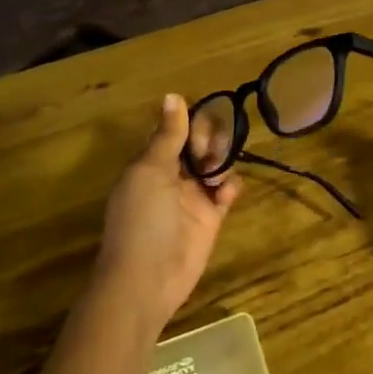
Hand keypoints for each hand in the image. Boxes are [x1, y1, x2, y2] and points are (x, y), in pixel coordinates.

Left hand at [90, 95, 241, 340]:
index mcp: (151, 162)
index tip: (200, 125)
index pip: (175, 131)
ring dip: (221, 161)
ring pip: (216, 165)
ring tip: (216, 175)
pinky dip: (230, 187)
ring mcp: (193, 197)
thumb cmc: (142, 218)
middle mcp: (172, 175)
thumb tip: (173, 95)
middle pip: (200, 144)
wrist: (147, 278)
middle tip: (207, 154)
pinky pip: (227, 192)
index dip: (190, 123)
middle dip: (210, 141)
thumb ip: (167, 135)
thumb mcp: (150, 170)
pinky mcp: (211, 218)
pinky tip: (224, 193)